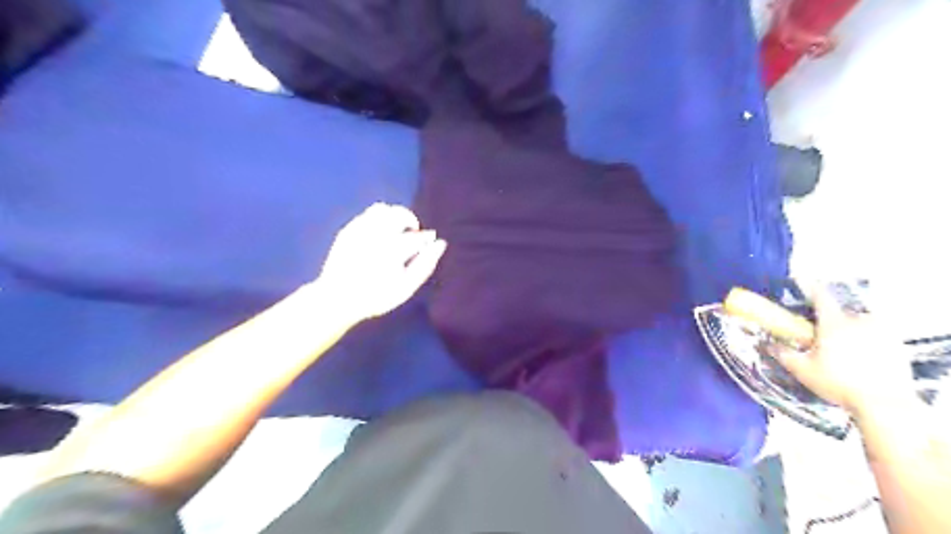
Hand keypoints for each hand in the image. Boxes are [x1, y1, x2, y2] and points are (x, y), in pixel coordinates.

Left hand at [315, 202, 443, 321]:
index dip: (426, 240)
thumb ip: (425, 265)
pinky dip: (378, 220)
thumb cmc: (377, 297)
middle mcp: (376, 235)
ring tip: (395, 232)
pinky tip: (379, 235)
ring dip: (394, 217)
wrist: (337, 299)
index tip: (426, 246)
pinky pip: (368, 214)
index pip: (418, 237)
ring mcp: (359, 230)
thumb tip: (440, 243)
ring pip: (383, 209)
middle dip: (411, 222)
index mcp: (393, 250)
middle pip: (401, 215)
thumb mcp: (406, 288)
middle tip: (412, 236)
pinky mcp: (348, 230)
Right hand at [767, 283, 918, 421]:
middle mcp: (860, 321)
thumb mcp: (802, 370)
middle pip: (840, 312)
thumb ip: (783, 353)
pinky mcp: (897, 345)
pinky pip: (877, 335)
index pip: (820, 296)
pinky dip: (868, 340)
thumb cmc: (838, 383)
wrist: (885, 405)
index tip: (800, 279)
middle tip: (822, 335)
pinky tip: (863, 357)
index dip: (809, 286)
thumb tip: (766, 343)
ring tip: (844, 348)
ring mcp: (882, 332)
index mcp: (835, 323)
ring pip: (860, 324)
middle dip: (830, 320)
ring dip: (850, 330)